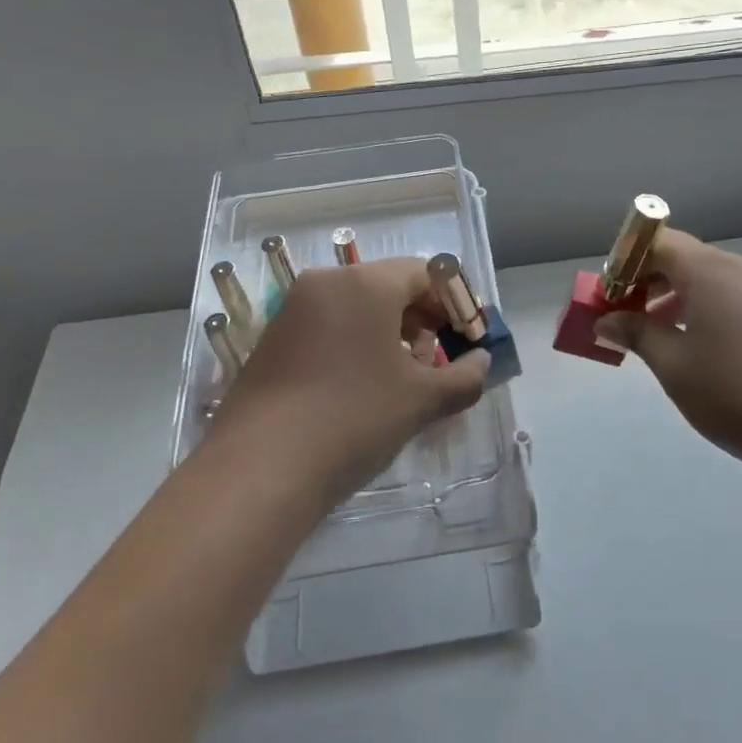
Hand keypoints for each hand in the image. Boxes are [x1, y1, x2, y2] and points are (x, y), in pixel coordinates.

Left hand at [206, 258, 490, 500]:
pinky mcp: (273, 340)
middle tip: (441, 360)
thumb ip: (464, 377)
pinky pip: (329, 326)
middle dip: (423, 319)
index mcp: (365, 284)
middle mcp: (326, 283)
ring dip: (391, 333)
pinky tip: (364, 387)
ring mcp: (293, 310)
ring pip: (358, 307)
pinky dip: (357, 344)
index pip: (424, 273)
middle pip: (389, 286)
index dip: (454, 304)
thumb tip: (482, 363)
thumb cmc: (354, 419)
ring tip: (406, 377)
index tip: (468, 339)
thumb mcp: (421, 400)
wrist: (260, 470)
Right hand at [595, 229, 741, 475]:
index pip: (657, 241)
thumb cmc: (739, 393)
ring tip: (657, 337)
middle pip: (684, 258)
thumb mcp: (675, 367)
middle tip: (625, 318)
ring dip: (675, 298)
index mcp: (710, 270)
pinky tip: (699, 351)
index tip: (609, 295)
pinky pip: (732, 299)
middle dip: (647, 281)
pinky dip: (704, 312)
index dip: (626, 262)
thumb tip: (608, 320)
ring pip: (709, 280)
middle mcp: (740, 270)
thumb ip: (638, 335)